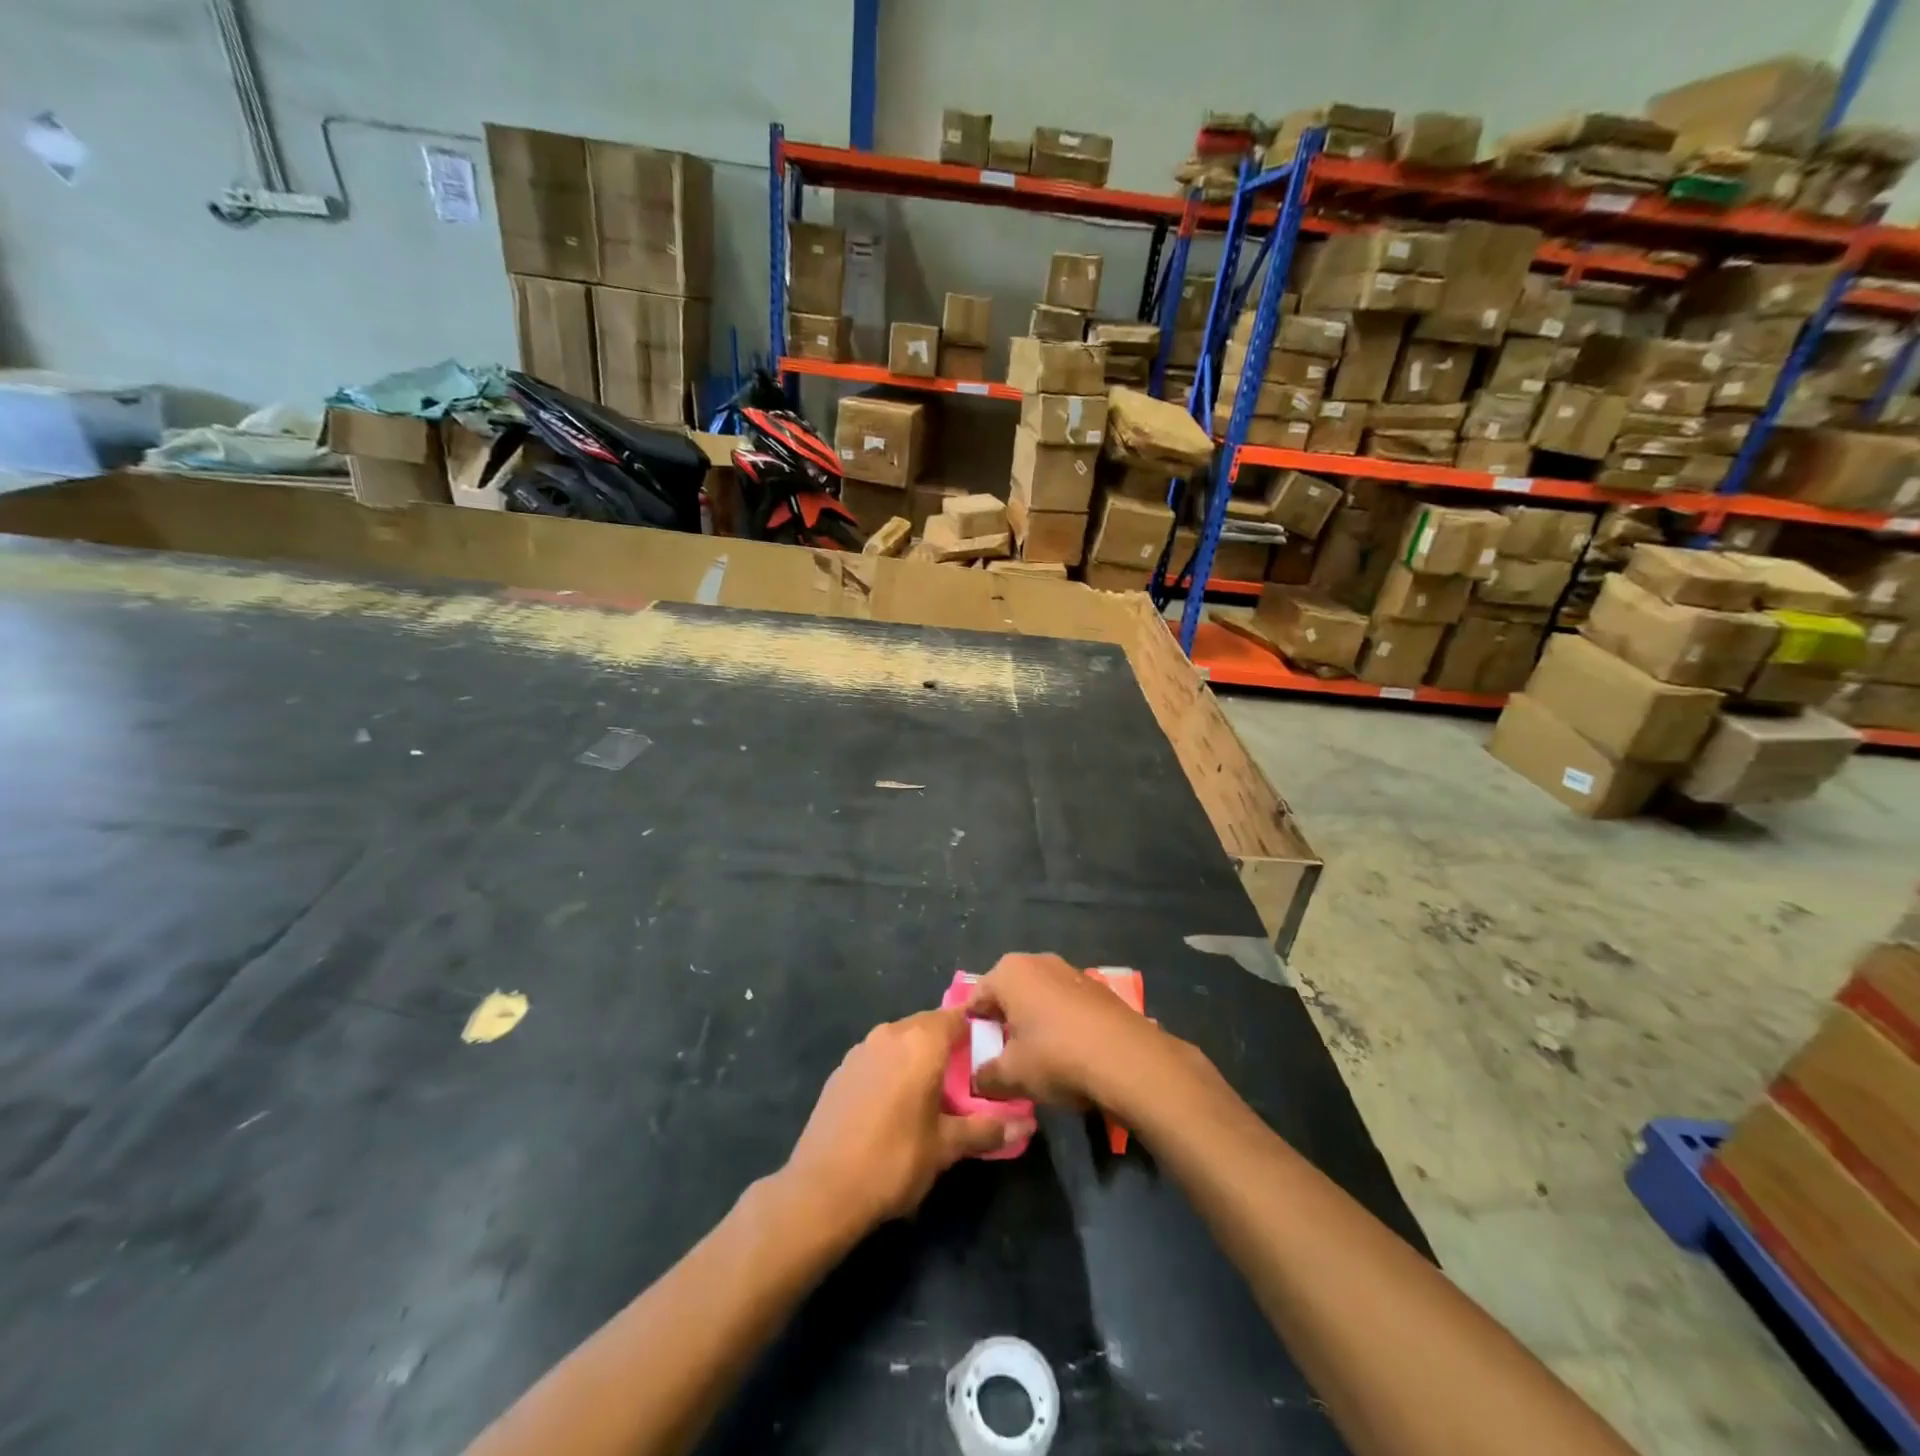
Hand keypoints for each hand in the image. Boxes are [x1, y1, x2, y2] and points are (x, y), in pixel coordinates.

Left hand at [782, 1008, 1032, 1236]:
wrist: (822, 1189)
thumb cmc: (894, 1161)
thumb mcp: (946, 1147)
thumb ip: (987, 1129)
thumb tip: (1027, 1123)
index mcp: (920, 1042)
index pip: (957, 1017)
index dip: (976, 1030)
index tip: (991, 1053)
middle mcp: (890, 1034)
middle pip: (928, 1026)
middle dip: (948, 1046)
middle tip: (966, 1081)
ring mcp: (861, 1049)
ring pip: (901, 1040)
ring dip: (918, 1057)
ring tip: (932, 1095)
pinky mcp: (841, 1069)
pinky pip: (878, 1057)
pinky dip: (892, 1069)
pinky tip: (894, 1105)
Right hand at [966, 953, 1174, 1111]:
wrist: (1129, 1060)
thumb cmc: (1057, 1058)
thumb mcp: (1011, 1076)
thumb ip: (986, 1076)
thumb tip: (979, 1080)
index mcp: (1009, 972)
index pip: (975, 998)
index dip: (971, 1029)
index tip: (974, 1056)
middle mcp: (1038, 961)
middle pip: (1008, 994)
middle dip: (1003, 1023)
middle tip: (1003, 1058)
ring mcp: (1071, 971)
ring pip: (1038, 998)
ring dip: (1033, 1023)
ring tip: (1037, 1059)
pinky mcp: (1097, 988)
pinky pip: (1065, 1005)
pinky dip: (1060, 1024)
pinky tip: (1068, 1054)